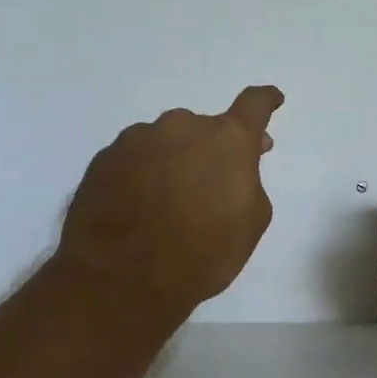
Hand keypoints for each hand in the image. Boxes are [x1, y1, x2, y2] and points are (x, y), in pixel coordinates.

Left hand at [48, 86, 283, 330]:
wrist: (123, 279)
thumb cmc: (203, 254)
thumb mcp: (250, 222)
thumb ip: (249, 181)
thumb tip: (236, 166)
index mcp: (227, 140)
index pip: (254, 105)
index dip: (266, 101)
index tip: (272, 99)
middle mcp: (182, 126)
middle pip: (205, 128)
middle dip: (212, 150)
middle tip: (212, 182)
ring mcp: (138, 139)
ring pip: (167, 141)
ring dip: (175, 160)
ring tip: (170, 201)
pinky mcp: (104, 158)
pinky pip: (136, 158)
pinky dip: (144, 174)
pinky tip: (141, 206)